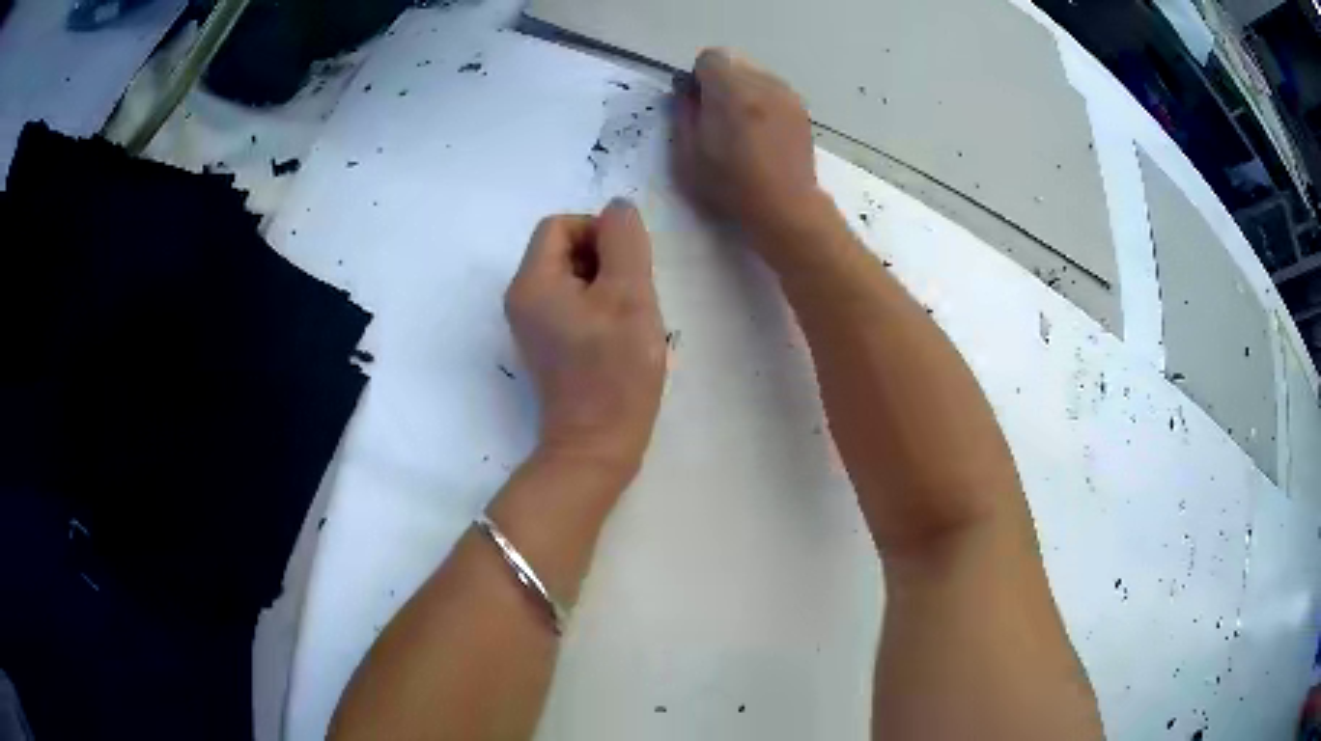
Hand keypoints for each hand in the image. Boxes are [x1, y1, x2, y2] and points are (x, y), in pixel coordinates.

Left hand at [505, 200, 666, 481]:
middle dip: (604, 259)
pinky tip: (619, 335)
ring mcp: (532, 324)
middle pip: (563, 249)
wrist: (597, 444)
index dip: (598, 232)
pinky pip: (571, 303)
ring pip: (572, 277)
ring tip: (628, 318)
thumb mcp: (628, 295)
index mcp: (531, 282)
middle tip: (632, 295)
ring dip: (606, 284)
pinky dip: (598, 306)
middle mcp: (522, 298)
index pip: (560, 225)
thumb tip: (617, 208)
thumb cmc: (615, 371)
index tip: (628, 267)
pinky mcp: (547, 344)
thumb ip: (624, 241)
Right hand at [673, 49, 820, 238]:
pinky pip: (773, 89)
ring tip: (741, 125)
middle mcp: (763, 84)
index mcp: (733, 92)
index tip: (699, 104)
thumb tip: (685, 91)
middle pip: (734, 61)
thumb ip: (683, 113)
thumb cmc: (732, 186)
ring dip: (742, 89)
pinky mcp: (800, 107)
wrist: (786, 207)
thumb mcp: (688, 155)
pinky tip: (761, 131)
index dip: (699, 78)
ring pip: (755, 73)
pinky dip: (762, 100)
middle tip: (717, 115)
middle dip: (720, 81)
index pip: (710, 57)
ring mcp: (786, 94)